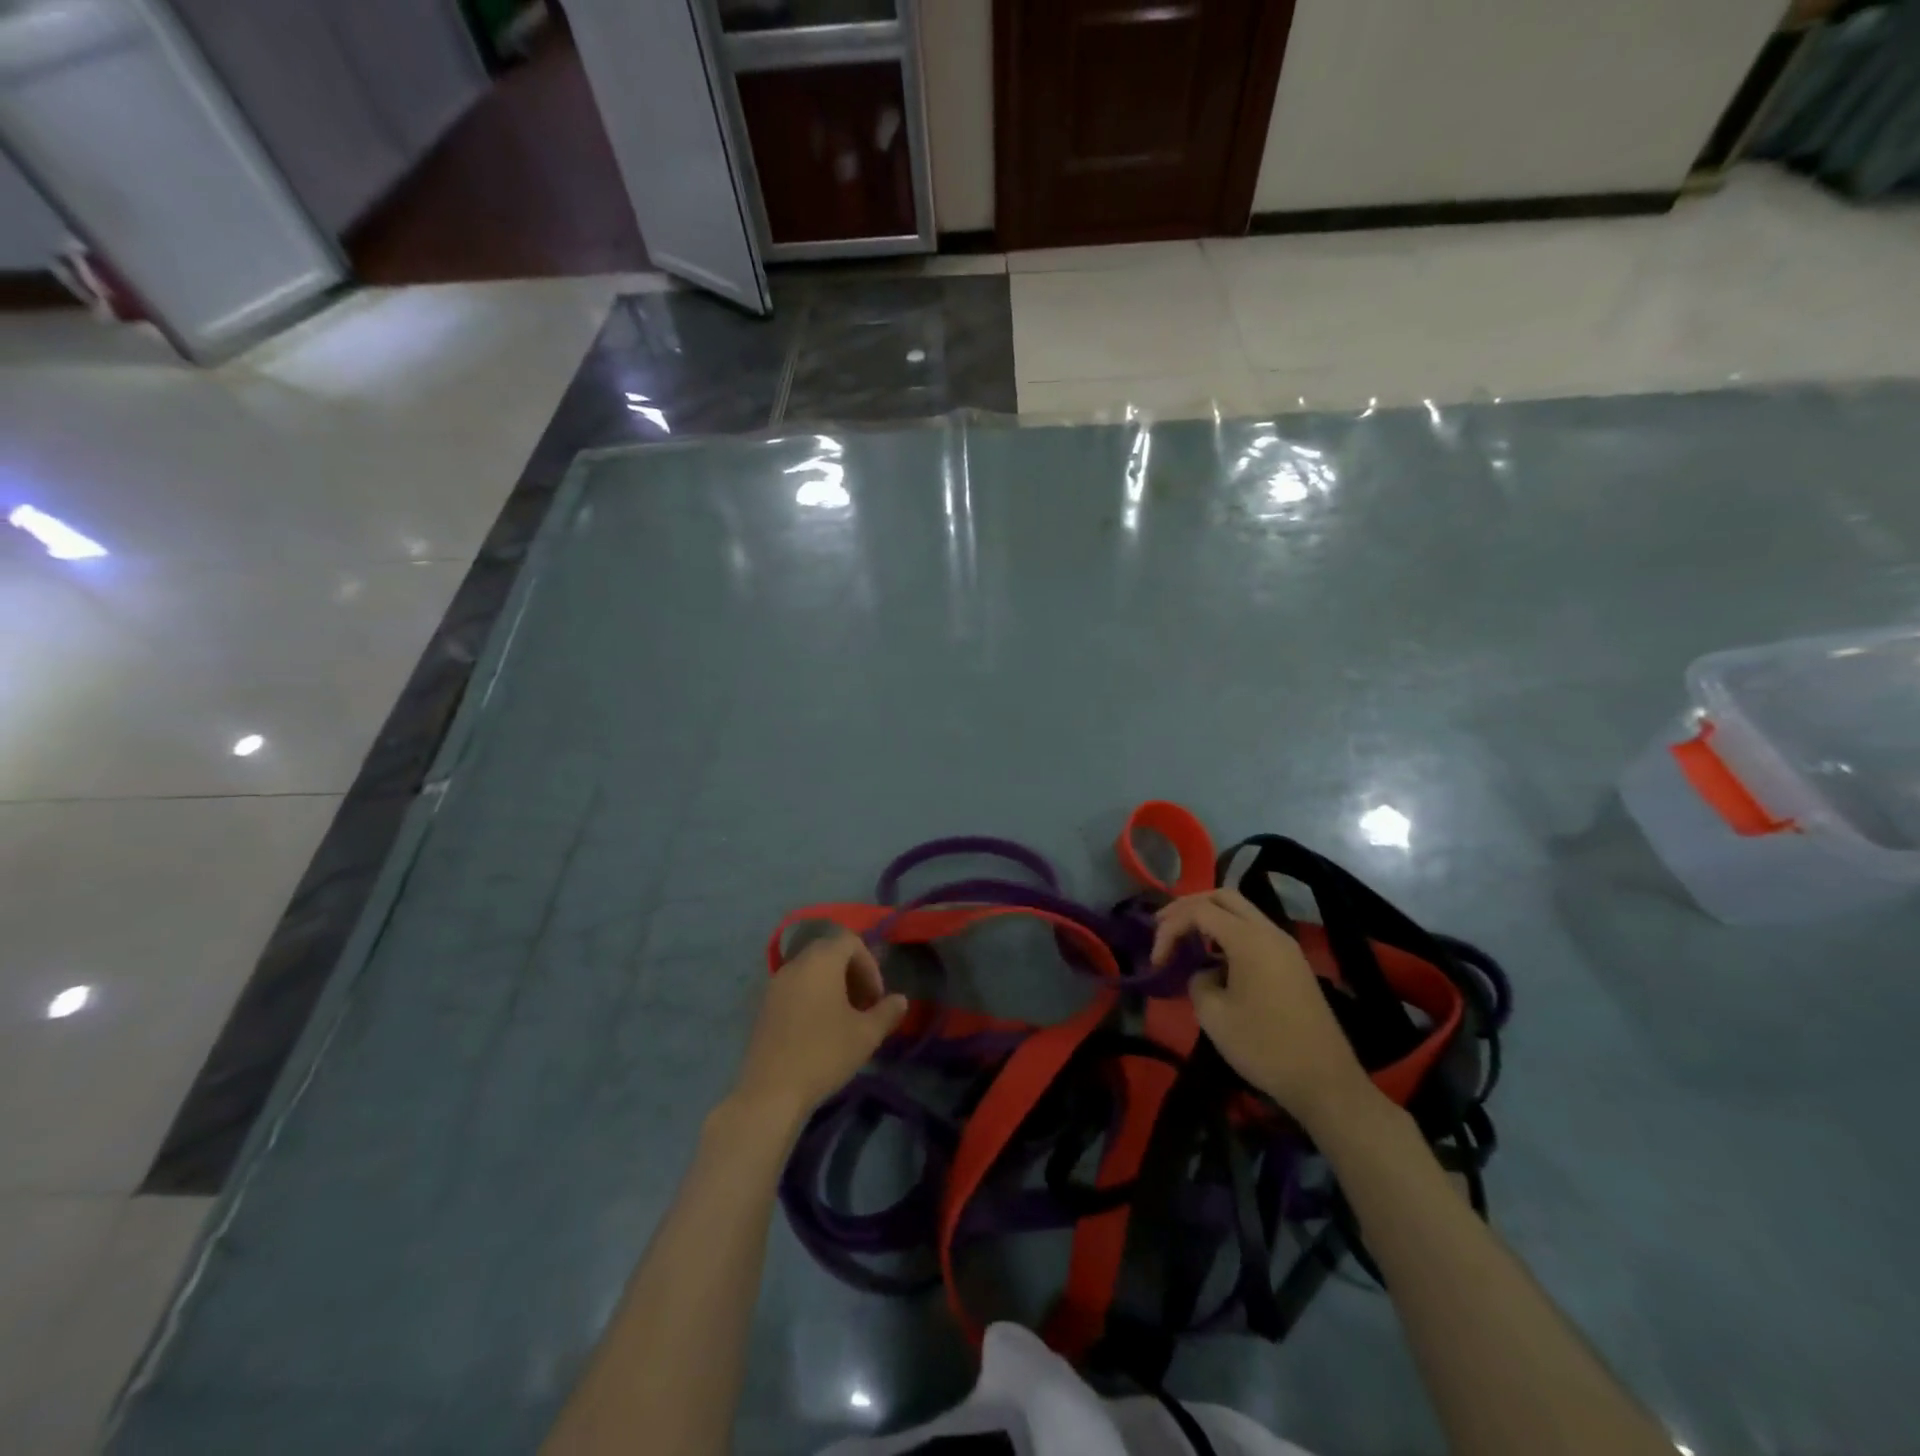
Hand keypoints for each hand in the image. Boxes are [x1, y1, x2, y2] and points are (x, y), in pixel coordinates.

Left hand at [729, 931, 907, 1126]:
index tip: (876, 998)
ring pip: (811, 972)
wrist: (770, 1092)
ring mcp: (775, 985)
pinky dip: (812, 998)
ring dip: (832, 987)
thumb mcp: (866, 1035)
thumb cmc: (824, 1054)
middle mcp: (795, 964)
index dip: (870, 965)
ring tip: (844, 1020)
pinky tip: (819, 1031)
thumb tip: (901, 1000)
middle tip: (864, 1006)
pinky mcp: (763, 1007)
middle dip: (852, 975)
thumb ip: (887, 1012)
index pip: (850, 942)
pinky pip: (794, 989)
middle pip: (829, 953)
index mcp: (821, 960)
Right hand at [1151, 889, 1381, 1131]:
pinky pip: (1254, 932)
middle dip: (1188, 907)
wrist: (1325, 1083)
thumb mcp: (1214, 1016)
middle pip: (1223, 897)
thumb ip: (1198, 981)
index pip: (1199, 911)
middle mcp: (1270, 932)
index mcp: (1250, 940)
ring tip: (1184, 940)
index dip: (1170, 928)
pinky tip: (1214, 959)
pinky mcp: (1293, 964)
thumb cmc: (1265, 1048)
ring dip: (1209, 918)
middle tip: (1163, 926)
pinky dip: (1228, 933)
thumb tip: (1205, 973)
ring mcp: (1286, 947)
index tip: (1156, 960)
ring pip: (1241, 912)